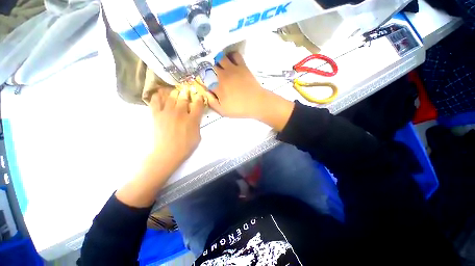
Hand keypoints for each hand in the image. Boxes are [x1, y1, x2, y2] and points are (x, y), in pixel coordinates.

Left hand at [149, 87, 204, 165]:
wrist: (168, 153)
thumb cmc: (186, 146)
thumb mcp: (198, 135)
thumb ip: (197, 123)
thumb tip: (195, 116)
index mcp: (192, 119)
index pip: (198, 103)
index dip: (199, 98)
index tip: (199, 96)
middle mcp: (181, 113)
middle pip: (184, 97)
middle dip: (187, 93)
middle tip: (187, 91)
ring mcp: (167, 112)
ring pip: (171, 96)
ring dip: (174, 93)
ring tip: (176, 92)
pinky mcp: (157, 115)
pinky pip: (155, 101)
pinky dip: (157, 96)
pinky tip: (160, 94)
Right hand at [207, 52, 294, 130]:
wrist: (256, 103)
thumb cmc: (239, 109)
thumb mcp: (223, 111)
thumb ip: (212, 102)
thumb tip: (206, 92)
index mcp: (217, 87)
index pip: (205, 79)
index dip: (203, 79)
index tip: (204, 81)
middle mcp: (222, 75)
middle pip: (210, 66)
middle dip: (208, 68)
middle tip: (210, 71)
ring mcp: (232, 69)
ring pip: (220, 57)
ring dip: (218, 60)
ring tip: (219, 64)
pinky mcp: (242, 66)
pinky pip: (235, 55)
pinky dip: (231, 55)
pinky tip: (231, 60)